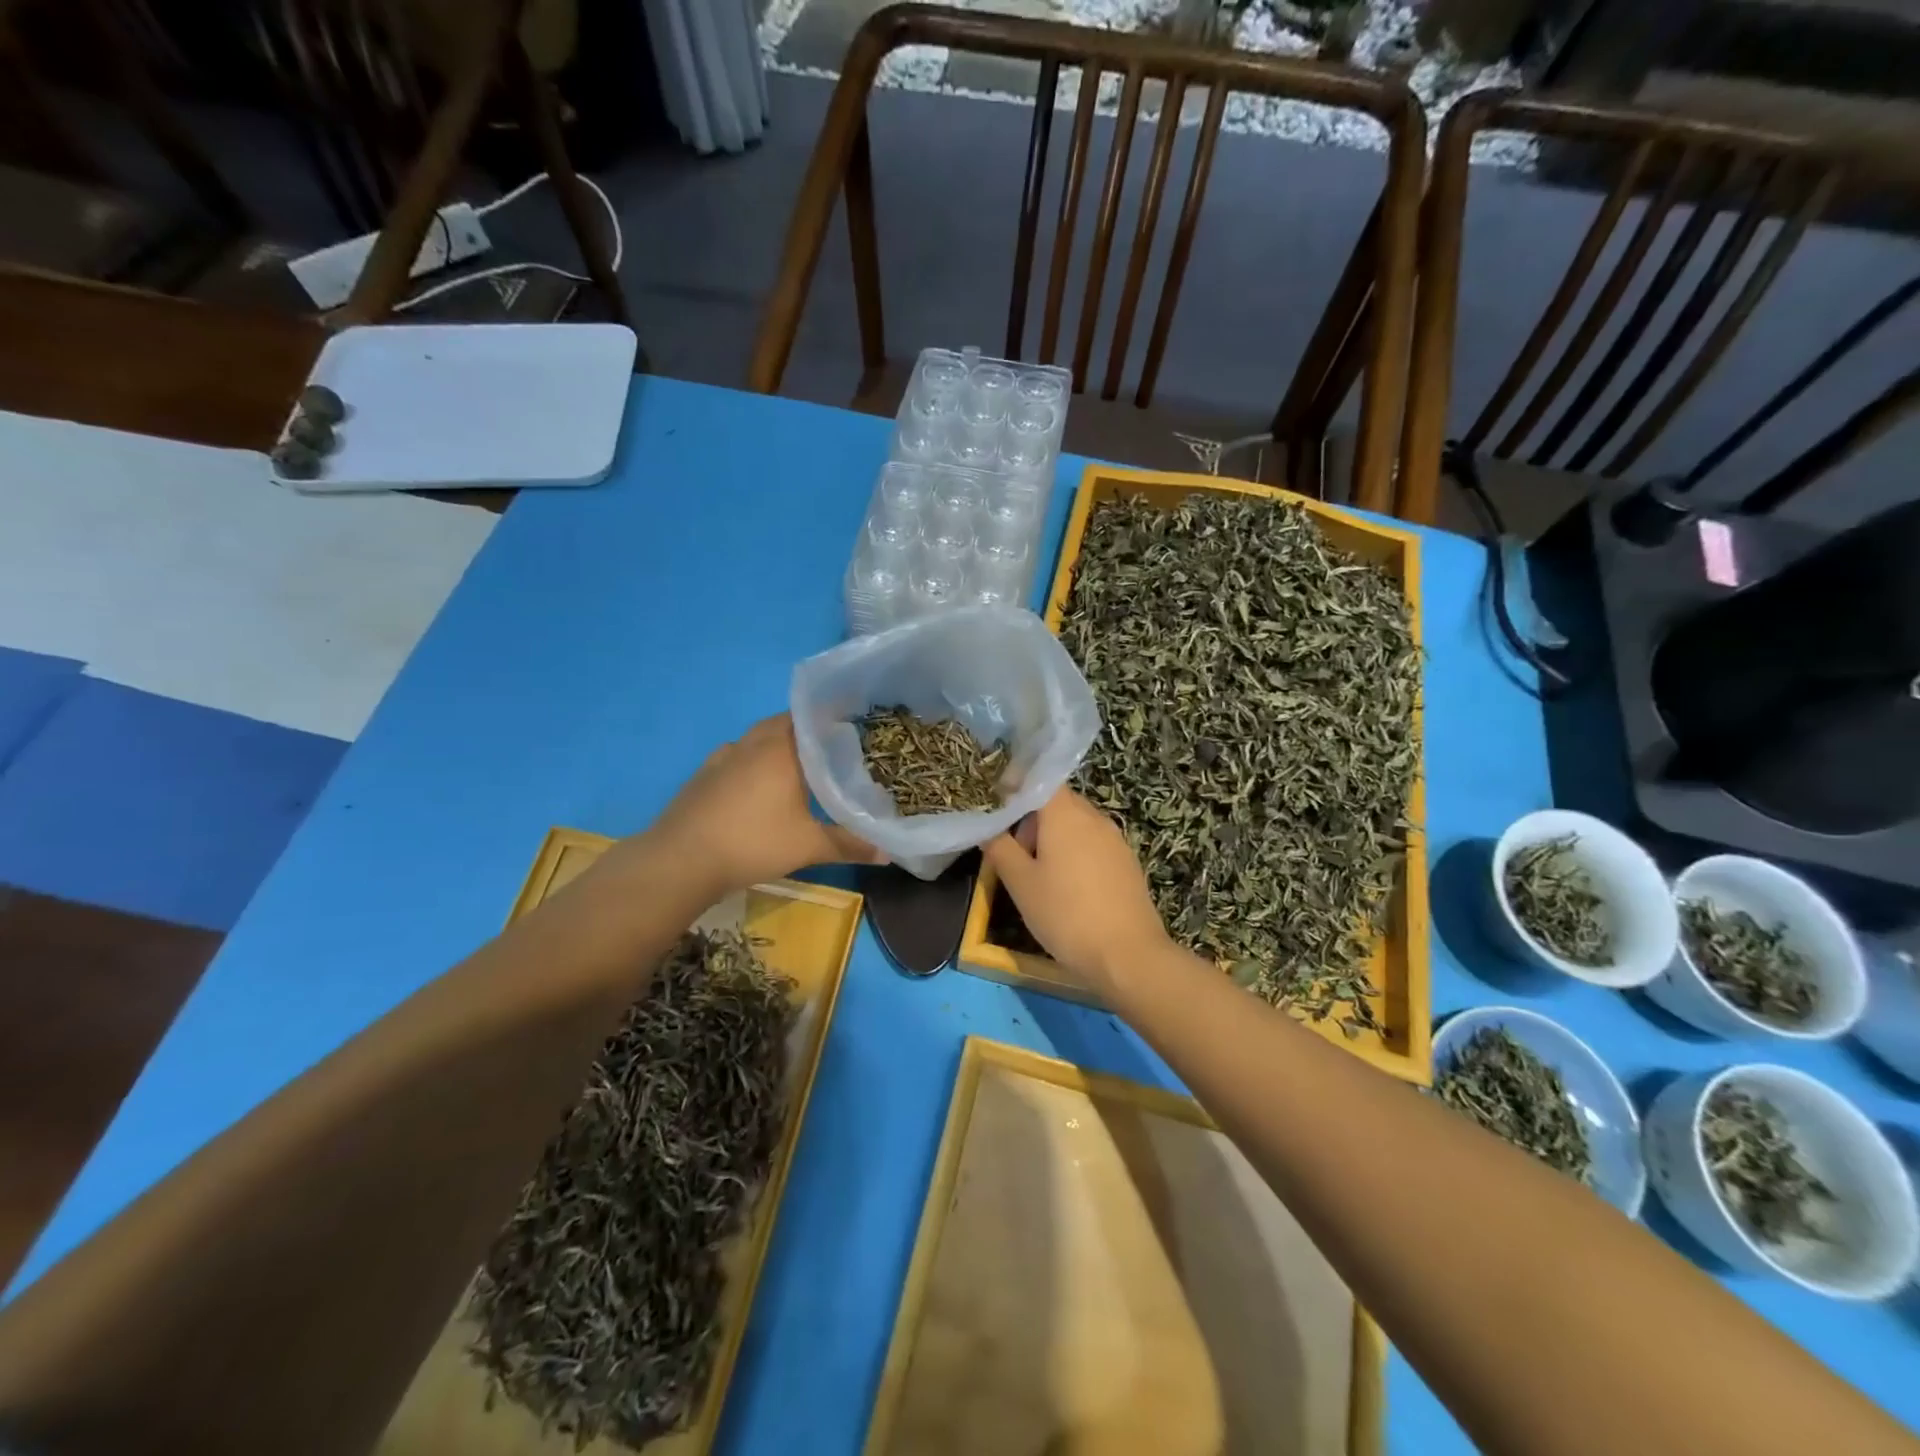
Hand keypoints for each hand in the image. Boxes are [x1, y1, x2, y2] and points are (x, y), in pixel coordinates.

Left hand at [646, 715, 882, 893]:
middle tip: (833, 752)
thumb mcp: (808, 846)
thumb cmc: (753, 843)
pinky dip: (754, 762)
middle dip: (809, 733)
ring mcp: (724, 755)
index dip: (834, 719)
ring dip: (779, 745)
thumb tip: (888, 853)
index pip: (813, 717)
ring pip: (759, 738)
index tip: (855, 729)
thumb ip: (849, 844)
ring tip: (800, 767)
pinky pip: (738, 755)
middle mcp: (754, 742)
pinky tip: (760, 786)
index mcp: (783, 748)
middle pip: (786, 724)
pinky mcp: (705, 773)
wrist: (682, 860)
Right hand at [984, 789, 1170, 990]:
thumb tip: (987, 828)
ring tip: (1039, 876)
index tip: (998, 807)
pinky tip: (1069, 889)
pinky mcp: (1127, 863)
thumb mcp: (1021, 884)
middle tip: (1015, 853)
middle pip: (1058, 803)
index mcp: (1066, 814)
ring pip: (1077, 825)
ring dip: (1054, 839)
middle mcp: (1094, 817)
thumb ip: (1000, 849)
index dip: (1018, 787)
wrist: (1127, 955)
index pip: (1041, 781)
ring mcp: (1115, 840)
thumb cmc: (1065, 914)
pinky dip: (1076, 854)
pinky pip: (1094, 845)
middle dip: (1033, 820)